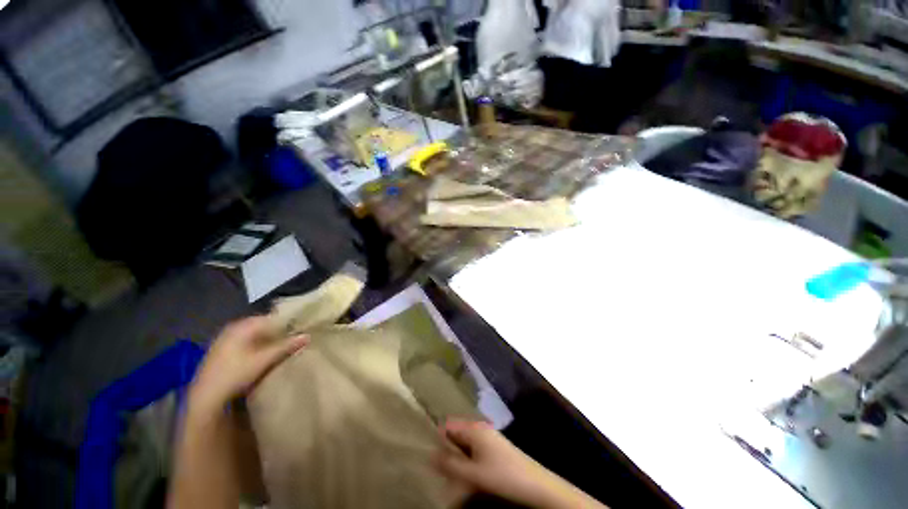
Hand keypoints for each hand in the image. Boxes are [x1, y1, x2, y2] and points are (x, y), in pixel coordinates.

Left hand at [189, 316, 308, 415]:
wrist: (205, 397)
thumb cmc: (235, 374)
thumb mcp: (263, 360)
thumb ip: (286, 346)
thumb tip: (307, 335)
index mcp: (243, 325)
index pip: (272, 318)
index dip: (287, 323)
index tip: (301, 329)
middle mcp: (233, 328)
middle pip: (263, 325)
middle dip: (278, 331)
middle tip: (295, 338)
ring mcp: (225, 339)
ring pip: (255, 334)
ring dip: (268, 339)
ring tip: (284, 347)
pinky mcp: (222, 351)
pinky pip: (246, 342)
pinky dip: (258, 345)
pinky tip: (265, 355)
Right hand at [435, 419, 607, 508]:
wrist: (537, 486)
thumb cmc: (503, 475)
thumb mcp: (473, 473)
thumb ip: (451, 464)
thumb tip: (430, 455)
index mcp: (474, 428)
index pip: (448, 425)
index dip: (436, 437)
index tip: (425, 453)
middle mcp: (480, 429)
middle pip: (456, 436)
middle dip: (445, 451)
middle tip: (435, 470)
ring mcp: (488, 440)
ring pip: (464, 447)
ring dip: (456, 460)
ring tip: (447, 477)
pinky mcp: (494, 451)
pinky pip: (474, 454)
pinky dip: (466, 464)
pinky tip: (464, 479)